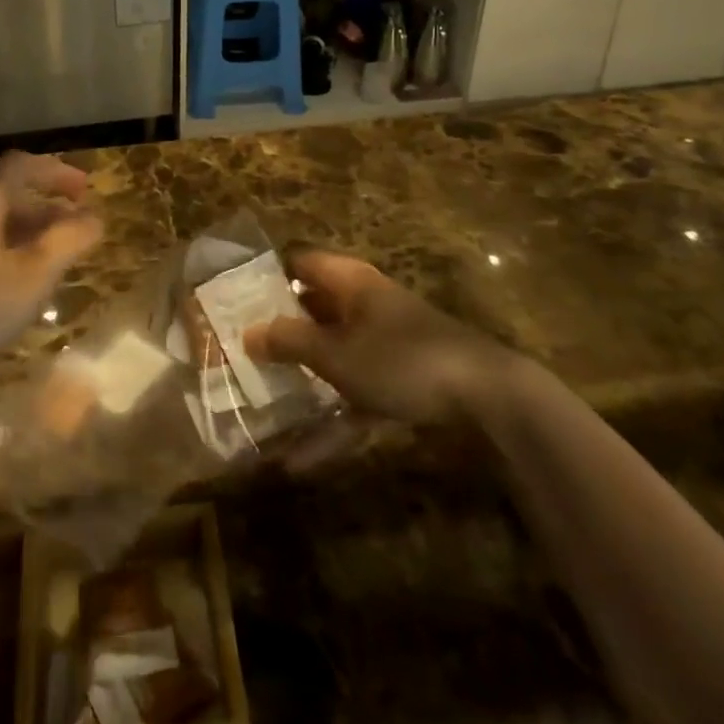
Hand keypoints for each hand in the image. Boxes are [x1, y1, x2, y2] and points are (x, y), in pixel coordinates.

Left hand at [0, 151, 104, 380]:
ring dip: (28, 233)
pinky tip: (19, 286)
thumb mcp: (34, 275)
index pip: (20, 166)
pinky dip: (8, 253)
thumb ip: (68, 241)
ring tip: (55, 259)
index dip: (55, 171)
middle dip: (46, 207)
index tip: (84, 189)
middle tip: (76, 228)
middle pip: (7, 196)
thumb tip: (94, 217)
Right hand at [245, 250, 511, 424]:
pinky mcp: (402, 379)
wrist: (488, 397)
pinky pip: (356, 393)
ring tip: (264, 399)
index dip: (268, 276)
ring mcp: (385, 342)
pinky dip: (332, 418)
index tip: (235, 300)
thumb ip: (289, 341)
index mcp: (349, 281)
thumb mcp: (336, 353)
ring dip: (304, 377)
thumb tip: (248, 332)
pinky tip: (303, 461)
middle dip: (280, 331)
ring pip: (333, 353)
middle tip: (241, 351)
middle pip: (313, 308)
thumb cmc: (401, 359)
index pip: (300, 263)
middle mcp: (365, 303)